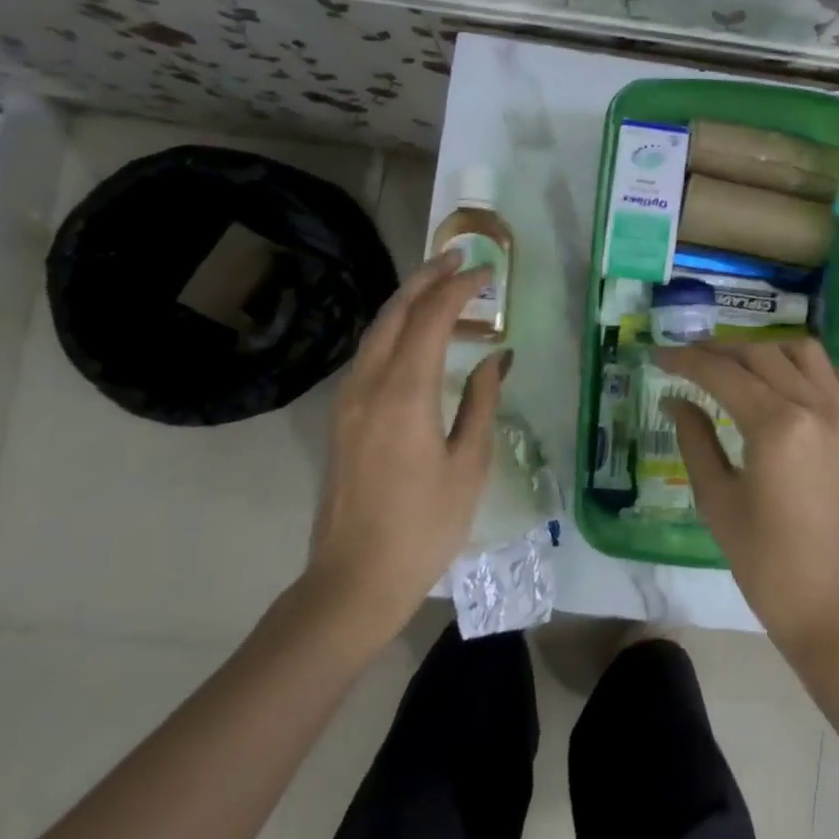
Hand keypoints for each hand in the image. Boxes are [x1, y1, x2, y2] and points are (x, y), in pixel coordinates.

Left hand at [304, 253, 510, 646]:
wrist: (355, 579)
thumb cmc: (425, 526)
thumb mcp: (468, 465)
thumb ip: (481, 403)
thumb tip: (497, 360)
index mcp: (405, 394)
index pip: (431, 319)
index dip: (459, 289)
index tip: (486, 273)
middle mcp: (369, 385)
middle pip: (394, 313)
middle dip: (425, 278)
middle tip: (457, 258)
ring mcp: (348, 400)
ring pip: (375, 331)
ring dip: (406, 301)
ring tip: (438, 285)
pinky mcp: (341, 418)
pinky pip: (368, 354)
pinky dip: (393, 329)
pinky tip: (413, 335)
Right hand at [657, 340, 838, 663]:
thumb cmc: (771, 568)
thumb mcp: (720, 504)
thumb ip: (696, 442)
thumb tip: (675, 401)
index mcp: (777, 425)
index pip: (722, 373)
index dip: (685, 361)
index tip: (657, 356)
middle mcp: (815, 405)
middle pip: (760, 354)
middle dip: (718, 351)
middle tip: (685, 361)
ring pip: (802, 352)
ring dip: (763, 350)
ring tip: (733, 366)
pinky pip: (836, 376)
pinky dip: (808, 367)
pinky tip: (788, 384)